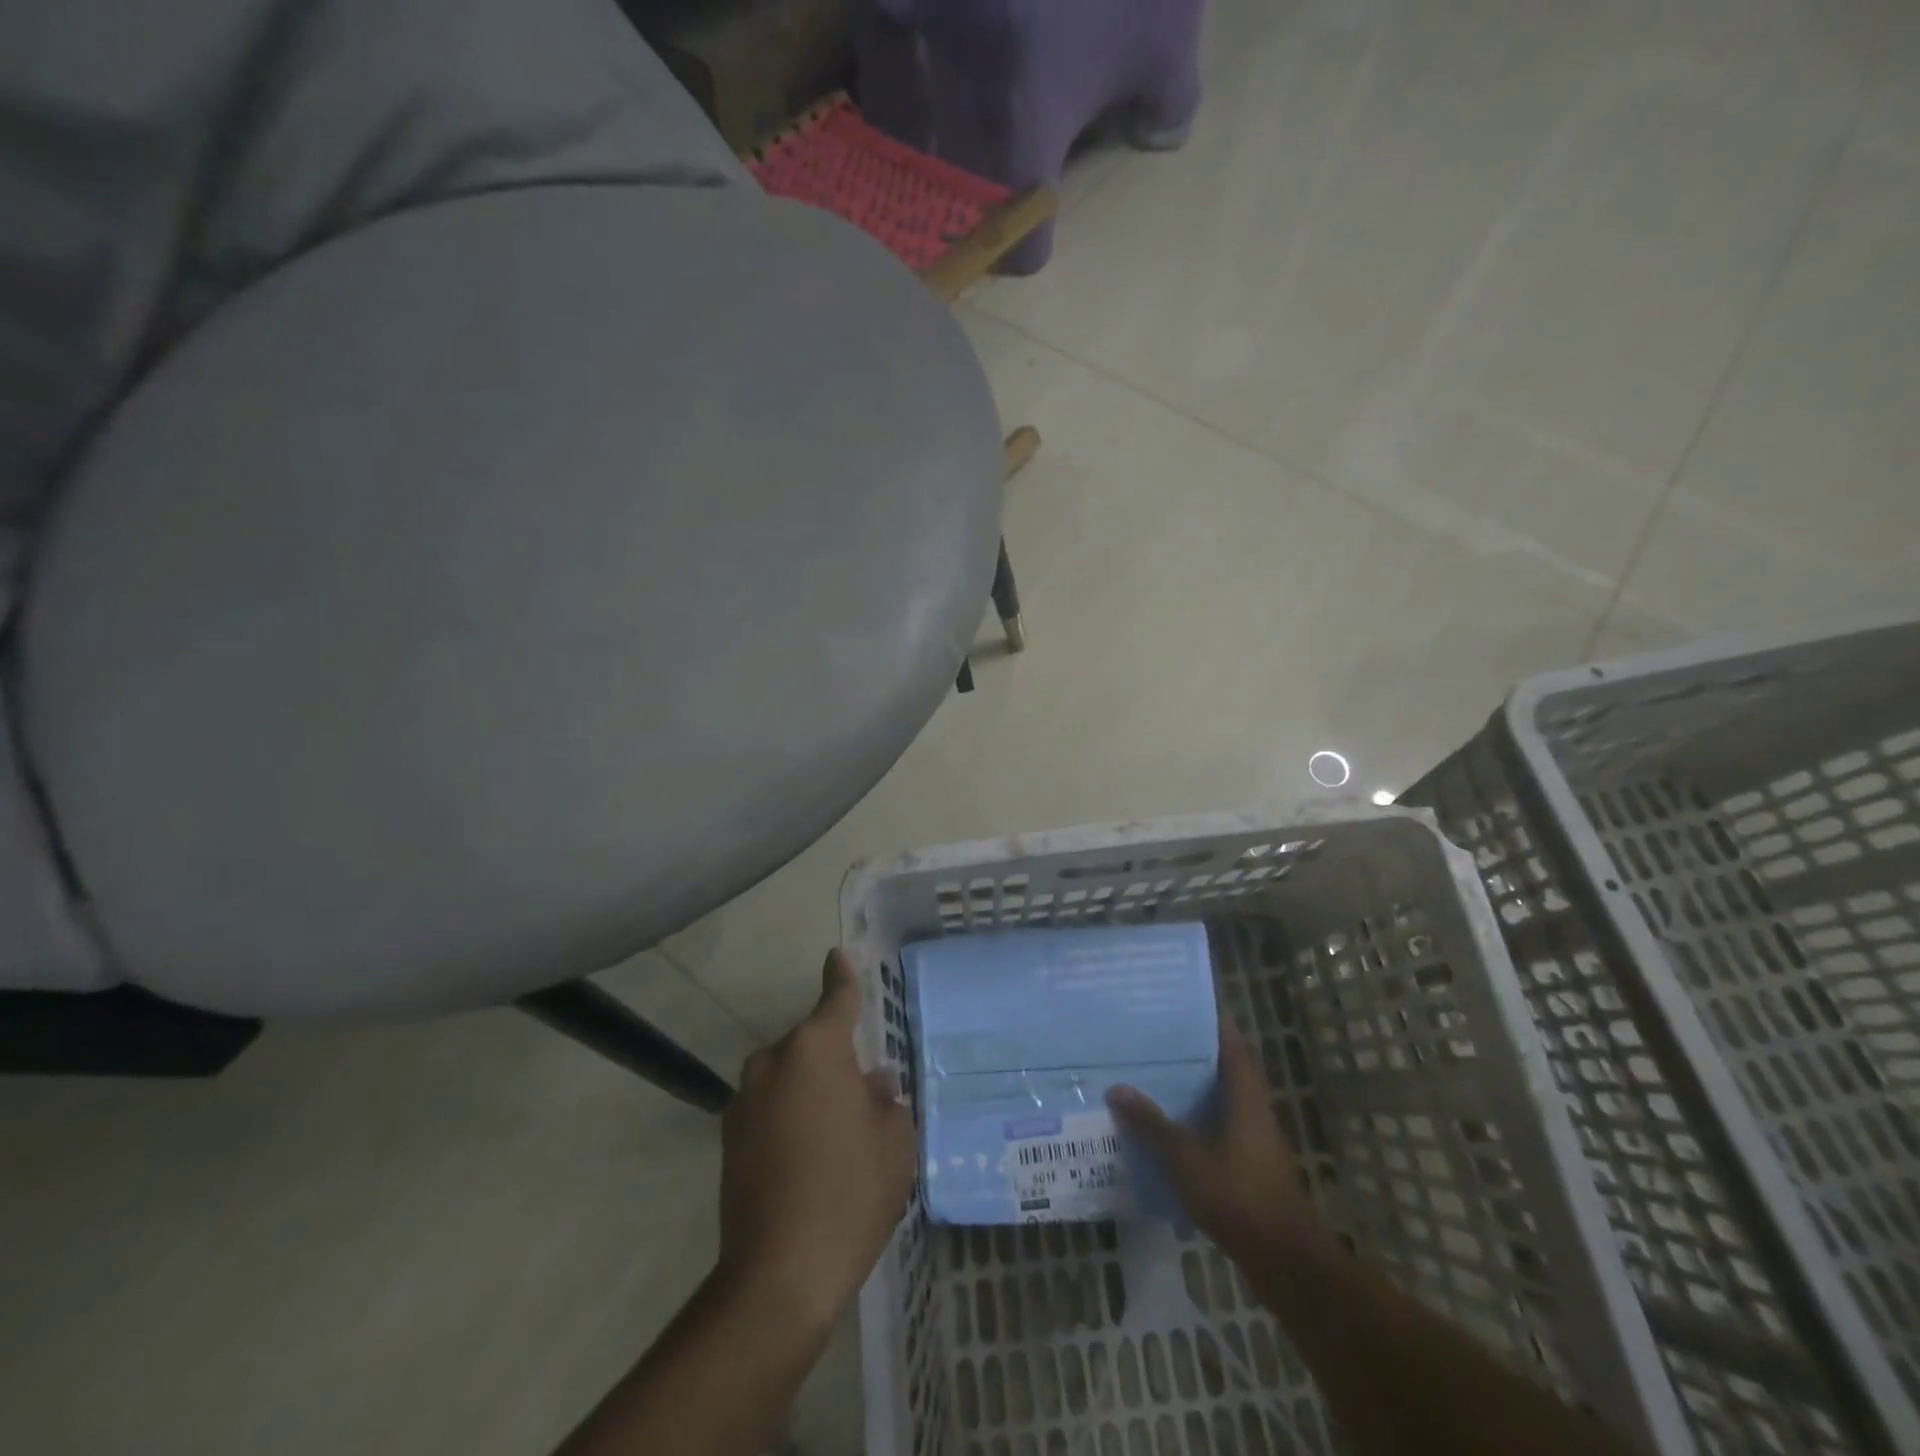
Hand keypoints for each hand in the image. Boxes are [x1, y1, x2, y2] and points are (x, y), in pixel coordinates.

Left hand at [717, 950, 915, 1329]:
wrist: (779, 1276)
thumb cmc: (850, 1192)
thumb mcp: (893, 1142)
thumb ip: (885, 1101)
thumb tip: (871, 1086)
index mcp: (815, 1049)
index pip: (836, 998)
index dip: (842, 976)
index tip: (838, 955)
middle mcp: (773, 1062)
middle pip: (811, 1043)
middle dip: (835, 1058)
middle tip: (863, 1096)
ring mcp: (744, 1100)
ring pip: (788, 1077)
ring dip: (810, 1090)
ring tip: (836, 1135)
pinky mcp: (728, 1138)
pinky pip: (769, 1108)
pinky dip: (788, 1118)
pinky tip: (807, 1159)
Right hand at [1107, 1020, 1328, 1262]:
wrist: (1286, 1261)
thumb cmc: (1238, 1195)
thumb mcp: (1185, 1157)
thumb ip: (1151, 1123)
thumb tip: (1117, 1087)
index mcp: (1245, 1096)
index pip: (1231, 1044)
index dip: (1212, 1022)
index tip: (1184, 1004)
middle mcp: (1254, 1110)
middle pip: (1226, 1070)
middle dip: (1196, 1053)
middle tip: (1157, 1037)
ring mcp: (1256, 1141)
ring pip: (1223, 1101)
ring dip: (1196, 1089)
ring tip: (1154, 1076)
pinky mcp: (1251, 1168)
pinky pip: (1220, 1130)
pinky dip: (1197, 1122)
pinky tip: (1168, 1129)